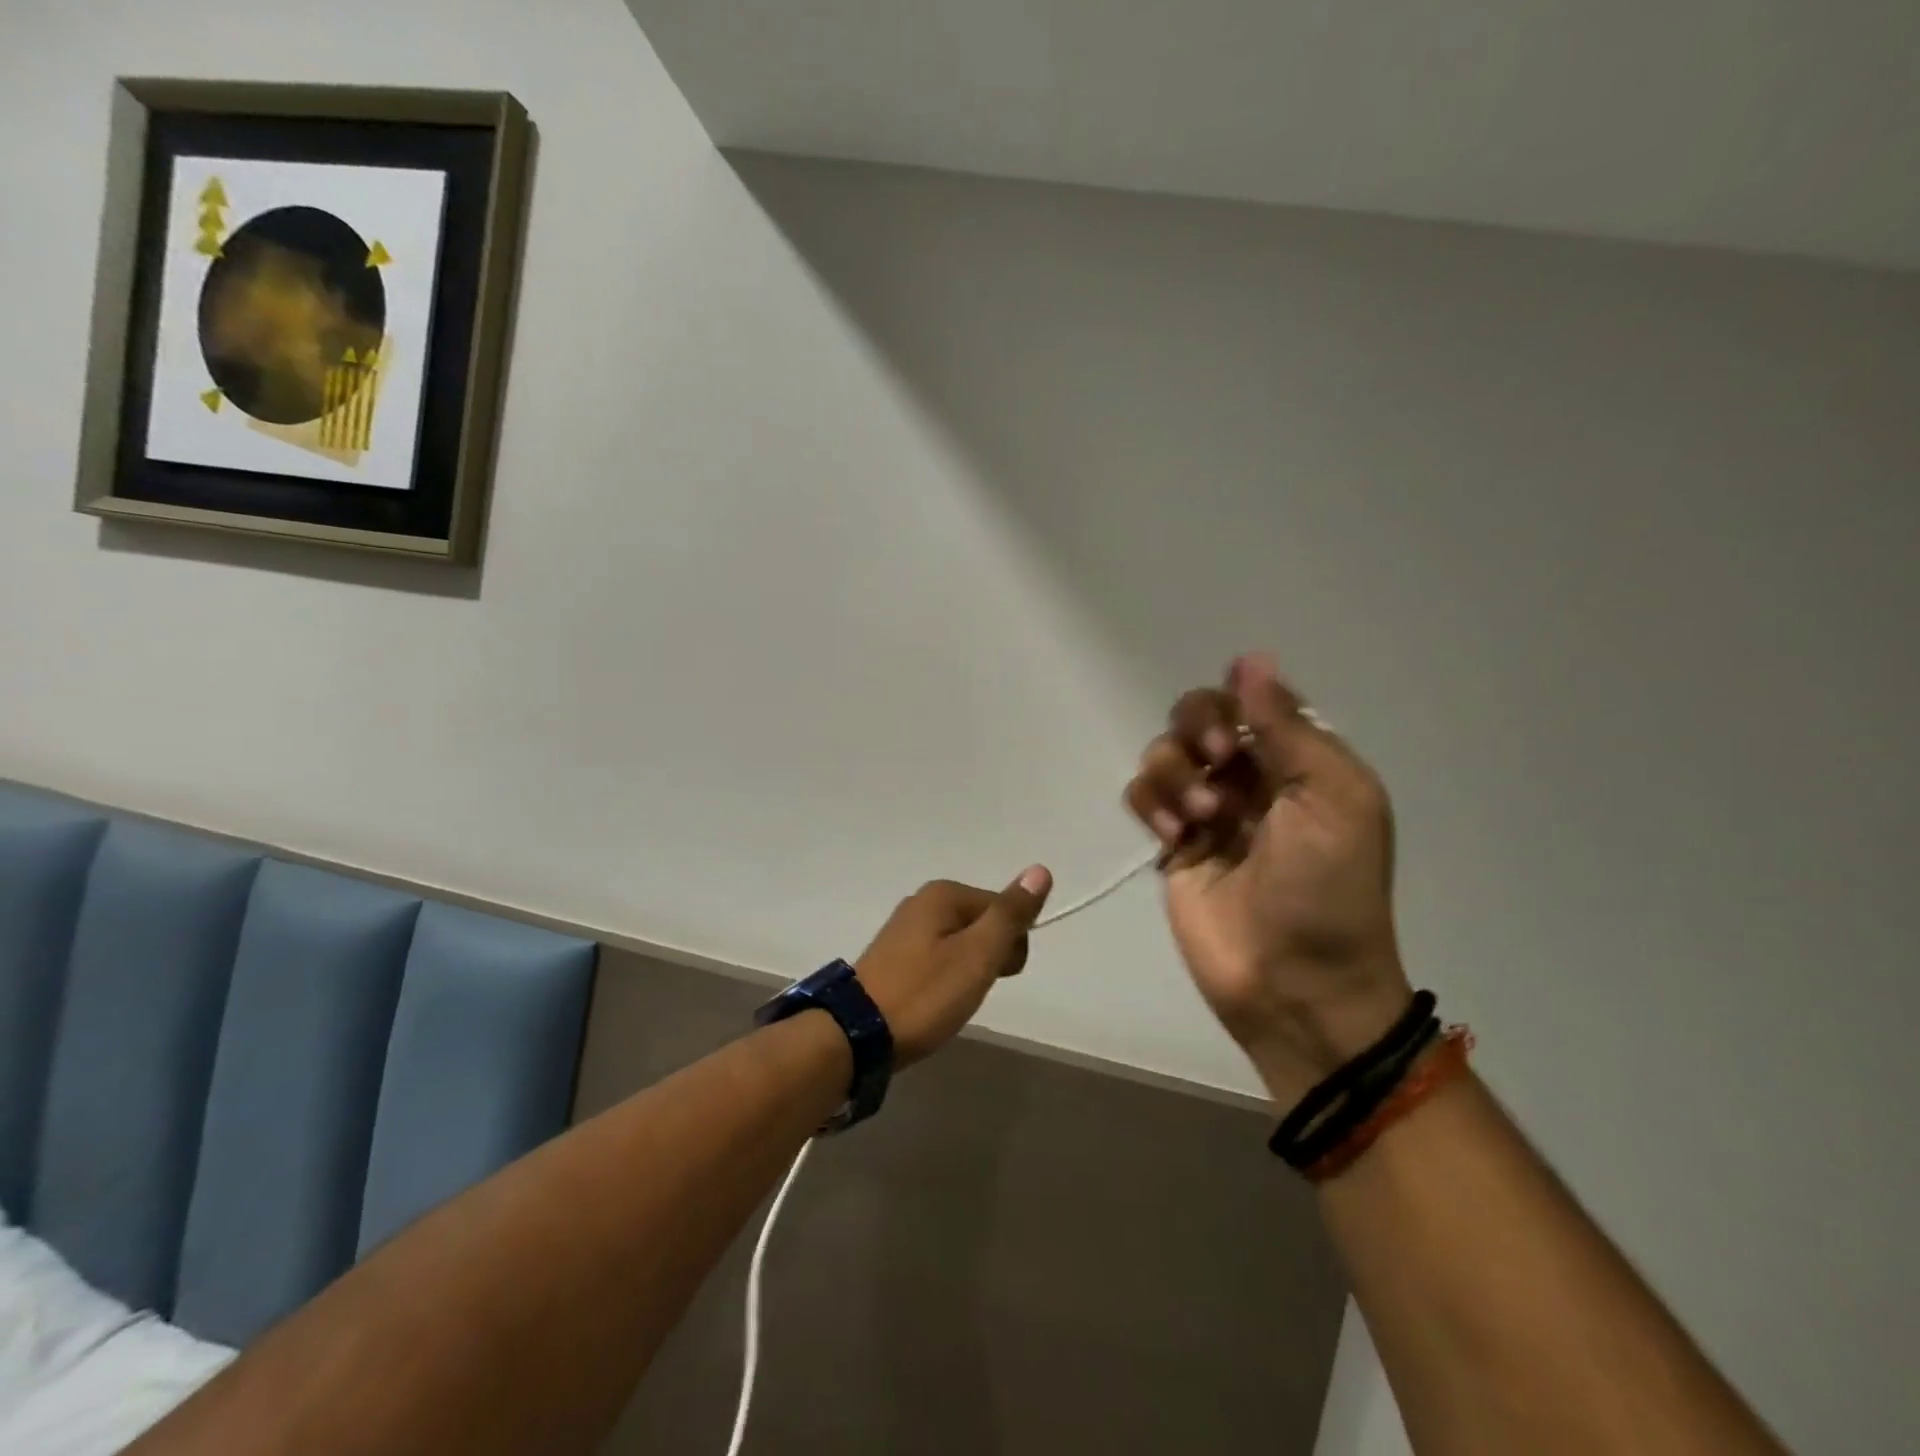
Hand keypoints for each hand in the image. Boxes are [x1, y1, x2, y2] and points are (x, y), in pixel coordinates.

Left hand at [855, 867, 1053, 1065]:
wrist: (856, 1034)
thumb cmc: (925, 993)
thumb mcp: (978, 955)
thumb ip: (1010, 914)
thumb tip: (1040, 870)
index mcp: (944, 894)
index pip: (1004, 909)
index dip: (1011, 946)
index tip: (996, 976)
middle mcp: (922, 901)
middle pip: (982, 923)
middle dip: (989, 958)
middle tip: (969, 990)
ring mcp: (904, 928)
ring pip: (961, 944)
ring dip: (967, 972)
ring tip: (949, 1000)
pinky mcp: (893, 955)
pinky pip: (938, 958)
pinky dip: (944, 979)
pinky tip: (932, 1001)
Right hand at [1125, 654, 1412, 1106]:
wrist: (1296, 984)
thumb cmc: (1329, 889)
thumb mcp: (1332, 797)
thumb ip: (1288, 727)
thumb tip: (1250, 658)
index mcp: (1299, 759)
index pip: (1251, 697)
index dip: (1235, 704)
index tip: (1241, 737)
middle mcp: (1251, 775)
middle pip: (1199, 714)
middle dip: (1199, 731)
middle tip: (1220, 770)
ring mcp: (1206, 809)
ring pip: (1165, 752)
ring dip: (1175, 776)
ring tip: (1200, 823)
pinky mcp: (1172, 844)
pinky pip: (1142, 794)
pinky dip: (1151, 804)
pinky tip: (1174, 838)